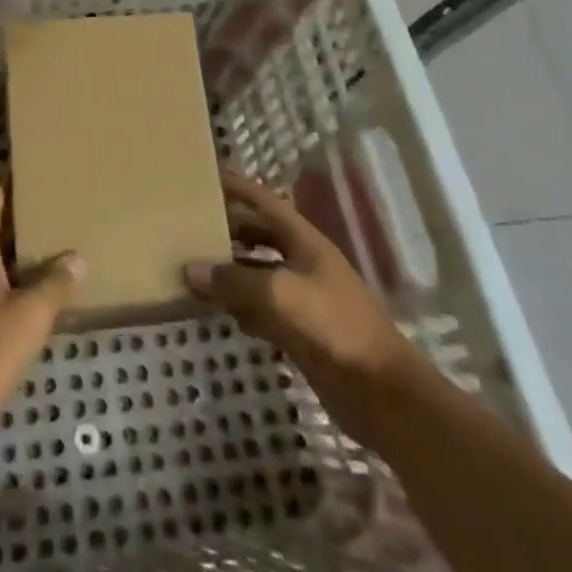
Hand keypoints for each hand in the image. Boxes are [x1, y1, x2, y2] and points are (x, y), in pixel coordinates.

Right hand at [183, 174, 411, 392]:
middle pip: (259, 235)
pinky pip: (261, 308)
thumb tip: (190, 269)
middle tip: (187, 225)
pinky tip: (216, 309)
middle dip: (226, 228)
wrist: (383, 395)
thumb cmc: (334, 328)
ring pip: (257, 273)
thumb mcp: (279, 295)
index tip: (204, 176)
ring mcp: (304, 298)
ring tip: (192, 265)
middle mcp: (303, 263)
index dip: (236, 187)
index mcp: (305, 242)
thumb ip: (233, 280)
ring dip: (229, 269)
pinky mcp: (301, 331)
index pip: (264, 202)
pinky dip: (239, 305)